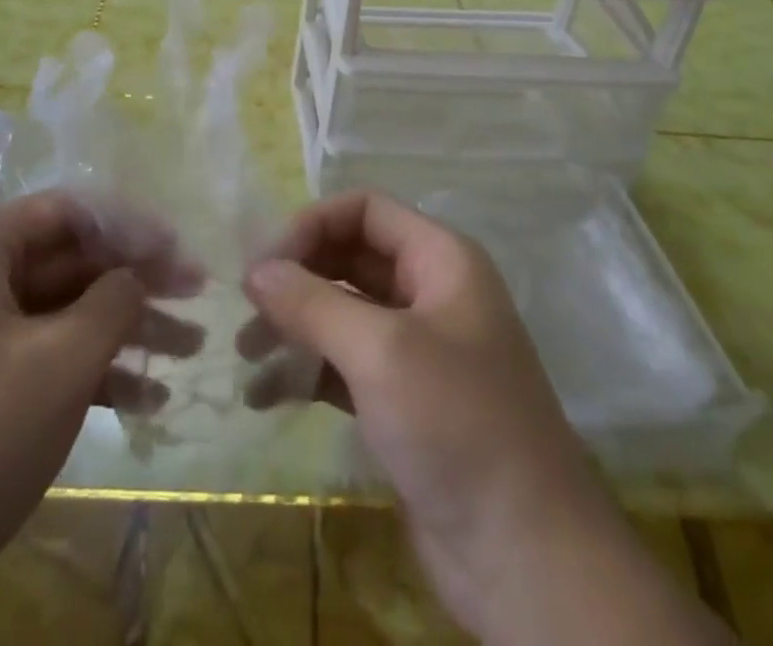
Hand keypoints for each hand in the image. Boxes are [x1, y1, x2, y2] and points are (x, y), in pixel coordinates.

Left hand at [0, 191, 203, 645]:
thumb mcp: (60, 361)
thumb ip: (114, 301)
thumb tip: (136, 276)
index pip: (69, 211)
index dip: (132, 226)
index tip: (183, 251)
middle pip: (69, 260)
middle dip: (136, 282)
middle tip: (198, 299)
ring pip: (62, 312)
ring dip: (124, 330)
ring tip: (189, 351)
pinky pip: (41, 357)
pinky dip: (91, 372)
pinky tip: (147, 400)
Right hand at [239, 191, 729, 645]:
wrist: (527, 560)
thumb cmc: (458, 426)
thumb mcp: (381, 352)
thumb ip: (313, 302)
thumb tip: (256, 269)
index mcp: (441, 260)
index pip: (365, 210)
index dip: (313, 224)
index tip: (265, 265)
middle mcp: (430, 293)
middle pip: (351, 257)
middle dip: (298, 276)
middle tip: (246, 307)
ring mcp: (418, 350)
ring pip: (344, 312)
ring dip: (295, 324)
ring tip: (246, 352)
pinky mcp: (403, 402)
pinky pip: (345, 365)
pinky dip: (306, 370)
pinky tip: (265, 394)